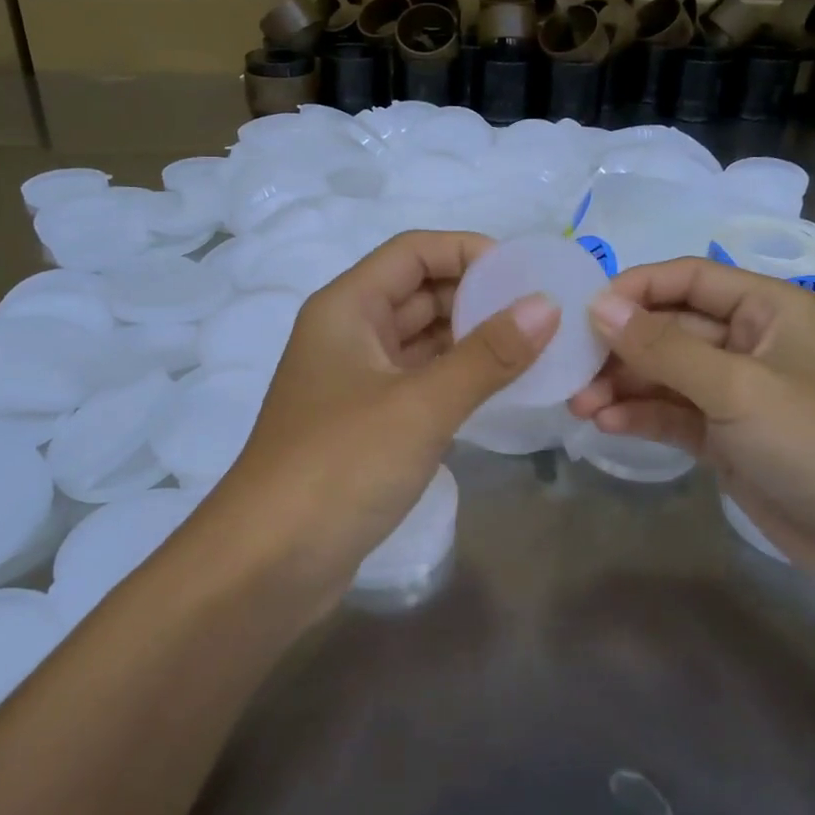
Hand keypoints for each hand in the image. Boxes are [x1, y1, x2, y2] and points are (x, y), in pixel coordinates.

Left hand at [221, 231, 559, 599]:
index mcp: (346, 308)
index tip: (526, 273)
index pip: (413, 252)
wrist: (268, 563)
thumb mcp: (420, 405)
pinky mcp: (366, 424)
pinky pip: (419, 382)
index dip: (468, 251)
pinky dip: (457, 378)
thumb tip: (546, 307)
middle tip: (543, 311)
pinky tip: (500, 387)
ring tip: (535, 345)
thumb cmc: (340, 466)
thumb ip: (487, 355)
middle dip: (477, 295)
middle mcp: (348, 334)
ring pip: (421, 340)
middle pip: (418, 292)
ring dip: (471, 338)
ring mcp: (355, 381)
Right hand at [569, 258, 814, 591]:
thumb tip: (597, 307)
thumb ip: (663, 347)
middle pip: (670, 328)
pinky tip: (607, 425)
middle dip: (621, 347)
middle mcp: (750, 342)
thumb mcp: (737, 388)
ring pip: (665, 374)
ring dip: (622, 385)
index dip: (635, 289)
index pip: (689, 278)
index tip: (584, 311)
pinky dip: (641, 415)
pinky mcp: (726, 437)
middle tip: (571, 369)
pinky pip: (673, 413)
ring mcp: (737, 393)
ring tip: (579, 405)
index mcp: (768, 309)